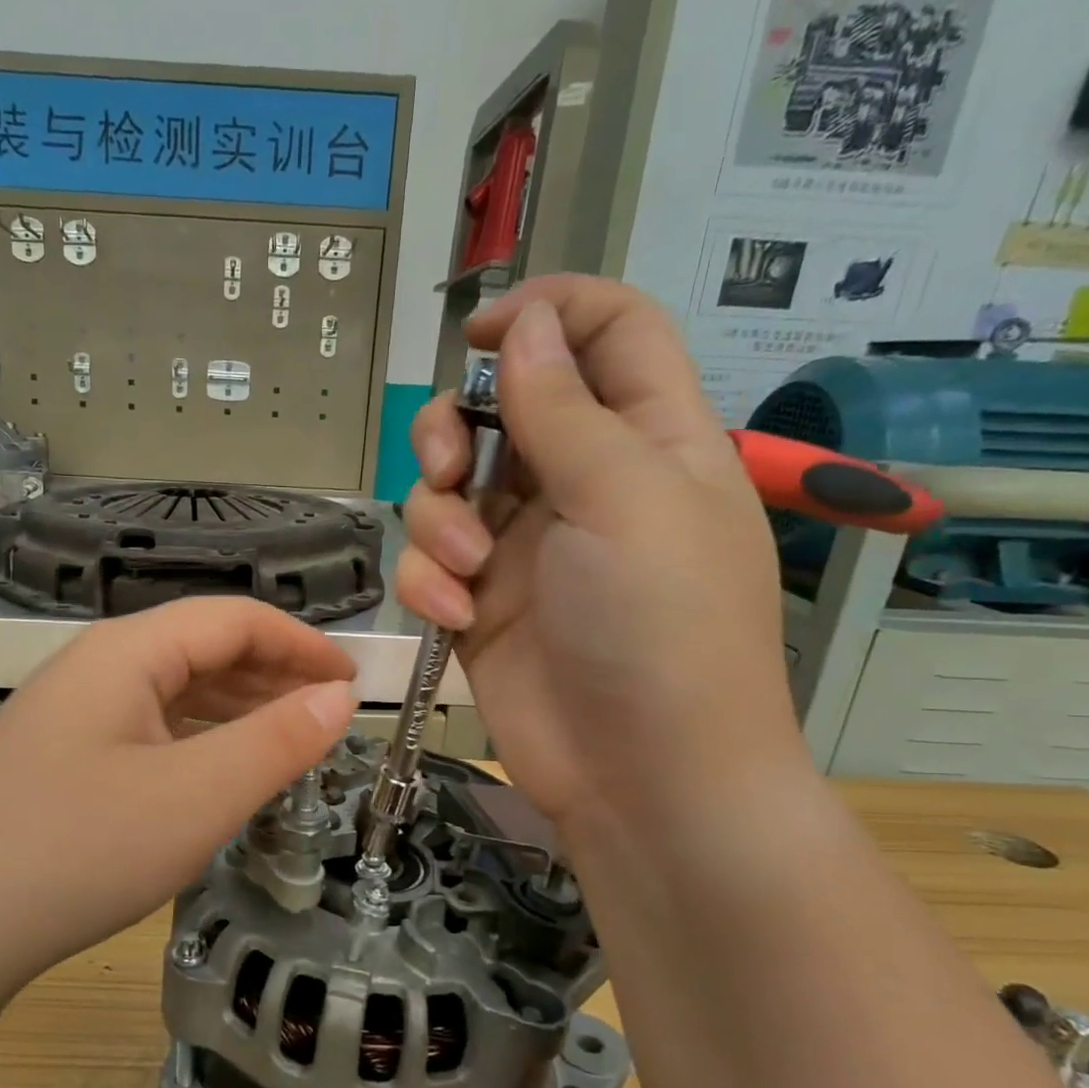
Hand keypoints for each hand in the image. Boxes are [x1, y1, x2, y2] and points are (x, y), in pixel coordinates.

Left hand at [0, 598, 357, 993]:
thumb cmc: (82, 851)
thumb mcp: (198, 797)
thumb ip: (277, 741)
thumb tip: (338, 698)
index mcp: (125, 651)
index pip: (233, 619)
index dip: (301, 644)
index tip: (352, 682)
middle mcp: (93, 665)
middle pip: (200, 647)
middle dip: (272, 674)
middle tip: (328, 714)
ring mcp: (69, 711)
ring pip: (171, 689)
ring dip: (235, 706)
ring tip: (286, 740)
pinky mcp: (59, 754)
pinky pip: (145, 726)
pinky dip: (196, 737)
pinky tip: (215, 769)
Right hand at [396, 275, 804, 828]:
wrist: (640, 774)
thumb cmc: (660, 625)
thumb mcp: (623, 499)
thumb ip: (563, 409)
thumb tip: (526, 324)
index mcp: (644, 439)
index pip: (606, 334)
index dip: (547, 313)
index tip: (478, 332)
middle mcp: (579, 484)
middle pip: (496, 411)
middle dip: (452, 430)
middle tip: (447, 465)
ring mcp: (523, 547)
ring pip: (446, 490)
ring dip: (436, 520)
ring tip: (465, 568)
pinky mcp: (480, 604)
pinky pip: (429, 563)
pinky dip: (428, 581)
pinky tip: (453, 615)